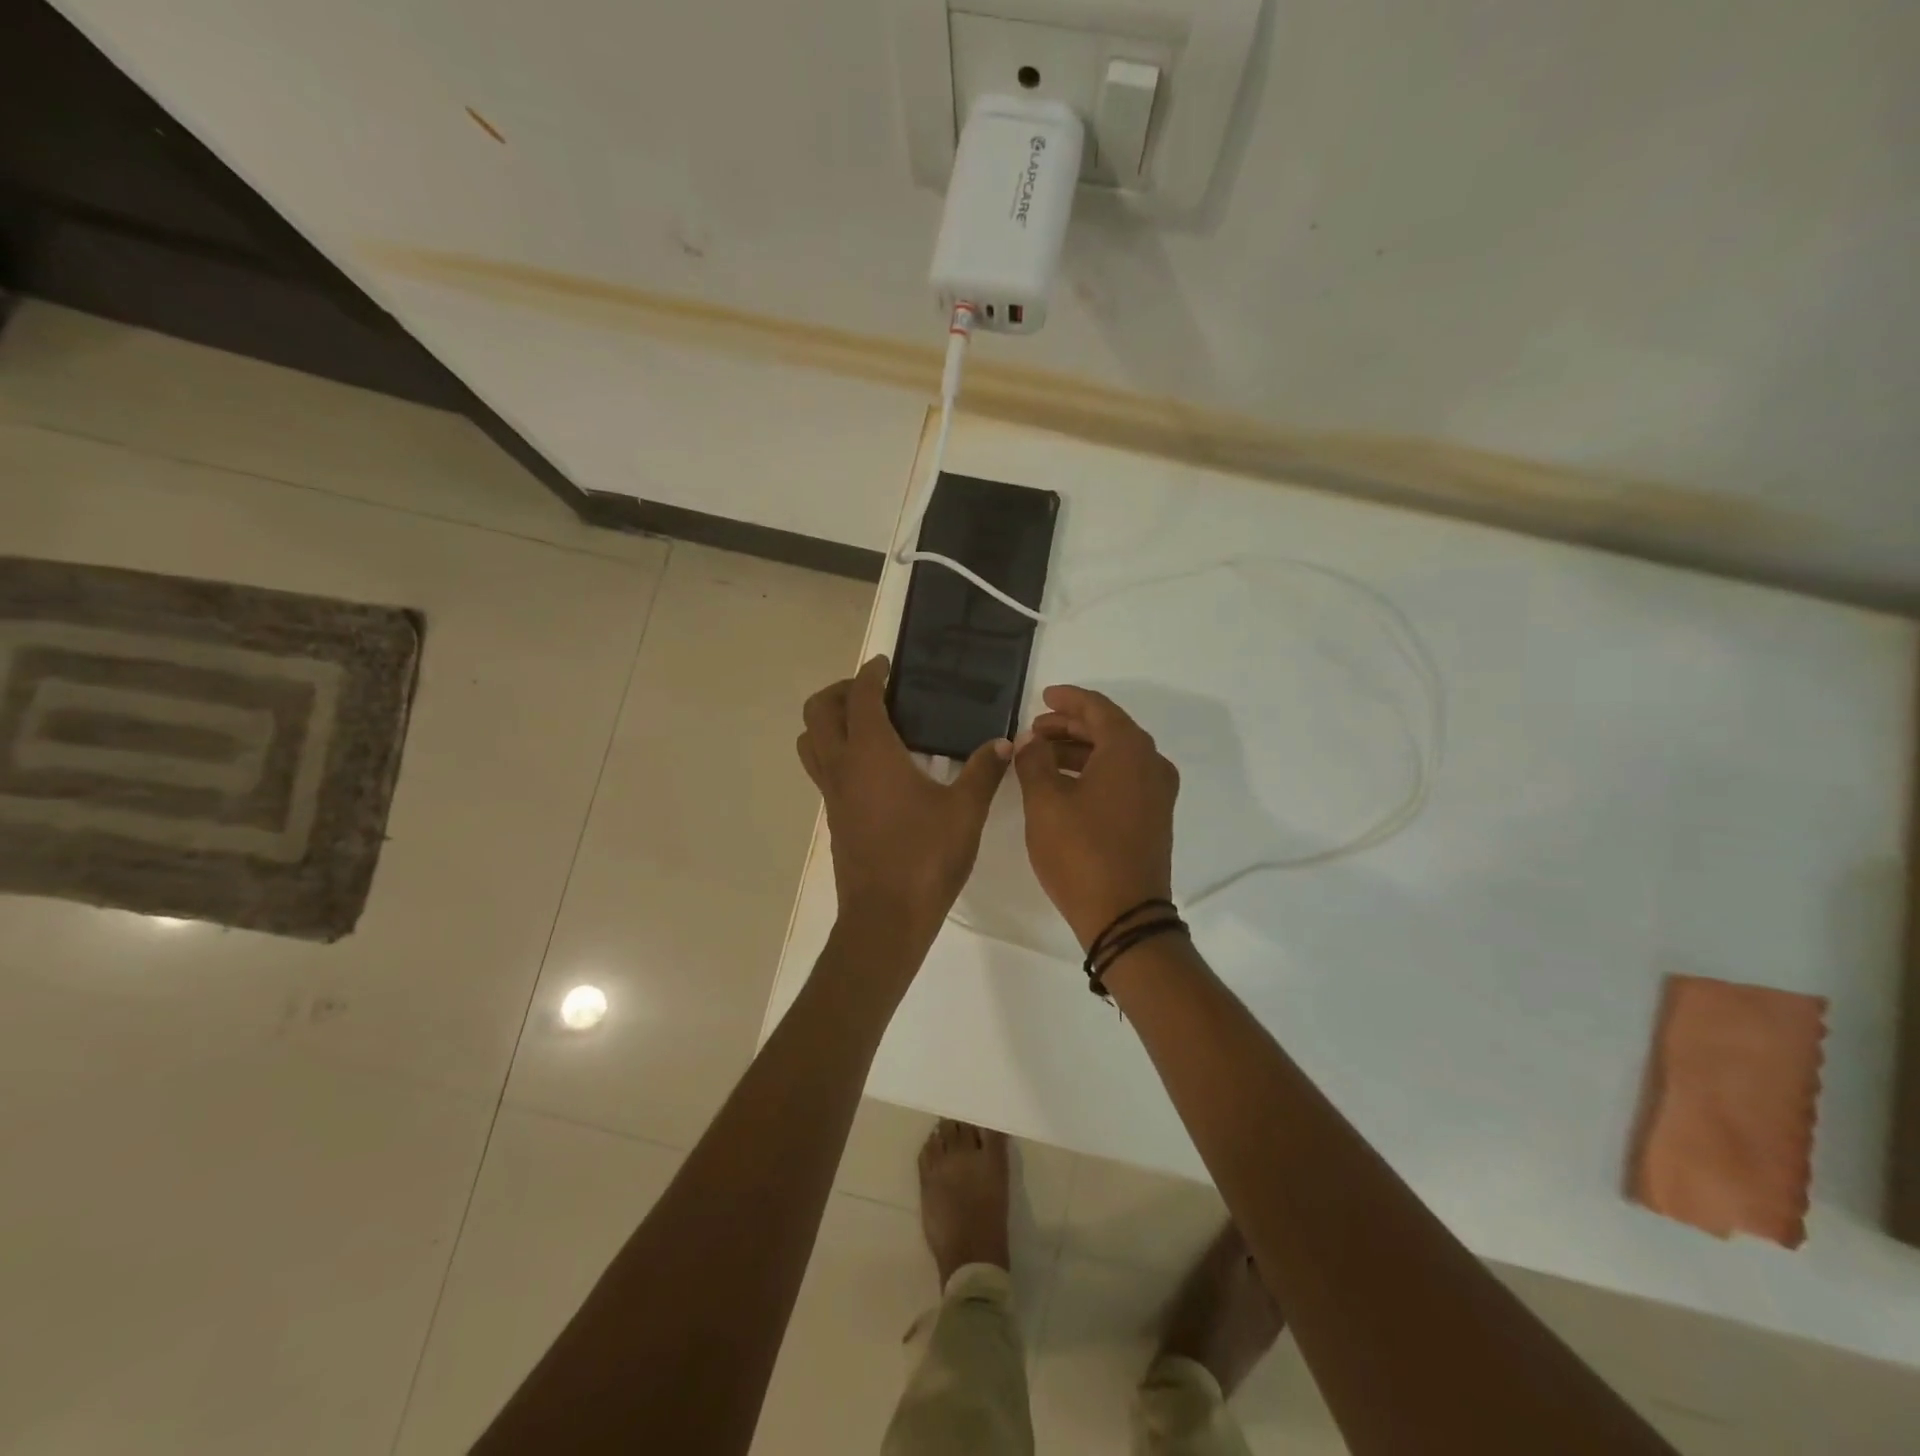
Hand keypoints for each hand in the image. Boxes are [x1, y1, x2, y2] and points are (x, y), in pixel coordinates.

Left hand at [797, 656, 1011, 951]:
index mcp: (870, 753)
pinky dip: (837, 752)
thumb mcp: (966, 811)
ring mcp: (832, 794)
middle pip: (818, 712)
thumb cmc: (925, 857)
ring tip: (866, 725)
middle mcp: (842, 767)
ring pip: (811, 742)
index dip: (871, 674)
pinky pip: (823, 770)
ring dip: (829, 723)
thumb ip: (984, 771)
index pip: (861, 697)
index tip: (886, 665)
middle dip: (840, 692)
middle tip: (874, 692)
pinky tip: (874, 769)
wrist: (886, 917)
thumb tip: (1004, 743)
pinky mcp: (834, 818)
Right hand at [1012, 686, 1179, 949]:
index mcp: (1128, 750)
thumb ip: (1034, 762)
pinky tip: (1064, 784)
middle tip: (1035, 731)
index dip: (1067, 700)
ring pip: (1115, 755)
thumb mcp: (1045, 802)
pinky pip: (1123, 778)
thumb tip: (1030, 742)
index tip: (1042, 697)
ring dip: (1080, 751)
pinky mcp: (1154, 817)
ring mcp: (1157, 793)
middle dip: (1070, 727)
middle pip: (1109, 729)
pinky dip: (1094, 772)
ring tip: (1041, 757)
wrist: (1124, 916)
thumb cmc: (1081, 852)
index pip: (1097, 708)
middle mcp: (1151, 763)